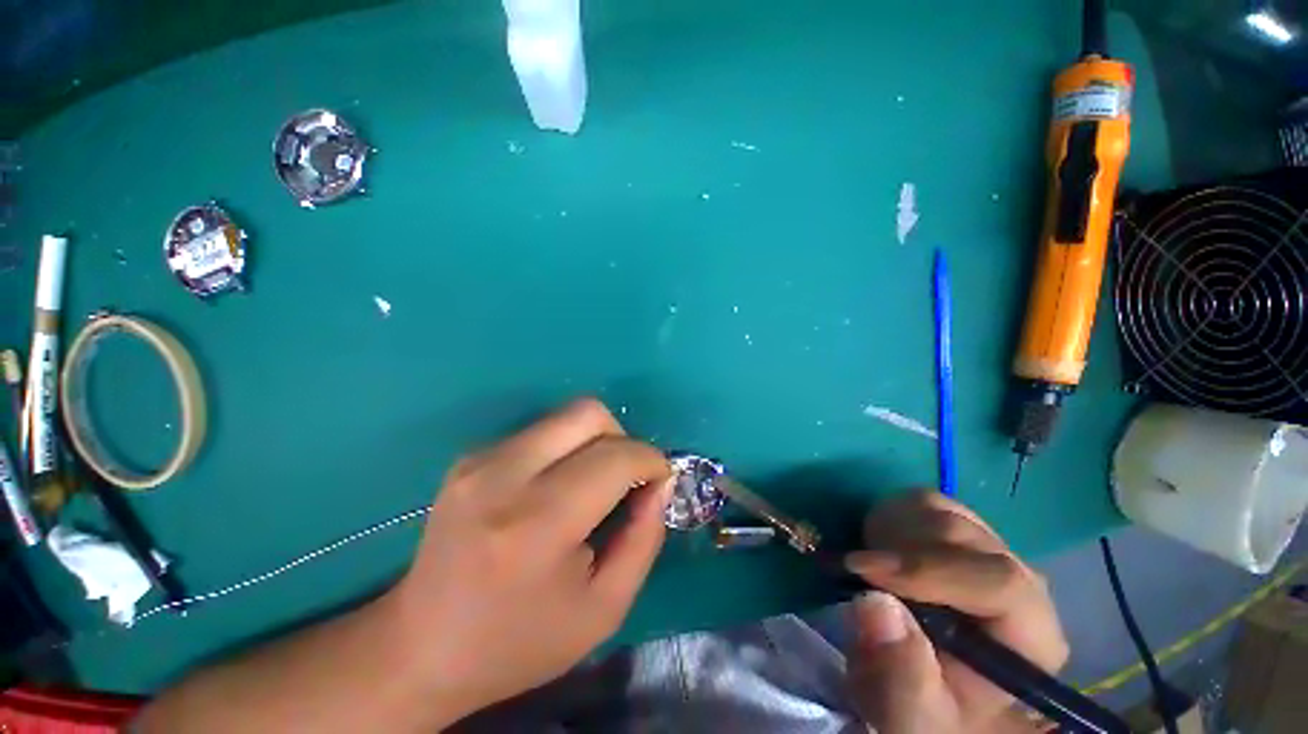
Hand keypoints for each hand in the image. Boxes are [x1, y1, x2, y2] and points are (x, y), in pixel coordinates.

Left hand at [380, 398, 672, 725]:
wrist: (422, 647)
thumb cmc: (520, 641)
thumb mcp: (604, 608)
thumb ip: (644, 538)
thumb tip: (661, 482)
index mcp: (536, 524)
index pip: (614, 457)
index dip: (651, 461)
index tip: (660, 480)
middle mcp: (502, 476)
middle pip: (588, 413)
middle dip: (623, 438)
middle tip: (626, 478)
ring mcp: (480, 459)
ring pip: (566, 415)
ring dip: (595, 441)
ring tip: (593, 484)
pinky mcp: (471, 456)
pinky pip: (541, 430)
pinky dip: (566, 448)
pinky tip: (557, 486)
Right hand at [844, 490, 1067, 733]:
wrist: (932, 690)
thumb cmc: (928, 711)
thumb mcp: (909, 713)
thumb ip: (900, 675)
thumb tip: (873, 602)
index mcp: (1030, 637)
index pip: (1001, 582)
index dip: (926, 569)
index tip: (861, 570)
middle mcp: (1021, 583)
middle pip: (961, 535)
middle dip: (898, 549)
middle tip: (859, 572)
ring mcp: (990, 550)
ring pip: (938, 509)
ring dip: (890, 532)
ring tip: (872, 567)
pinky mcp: (960, 531)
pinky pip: (921, 502)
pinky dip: (891, 518)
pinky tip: (883, 550)